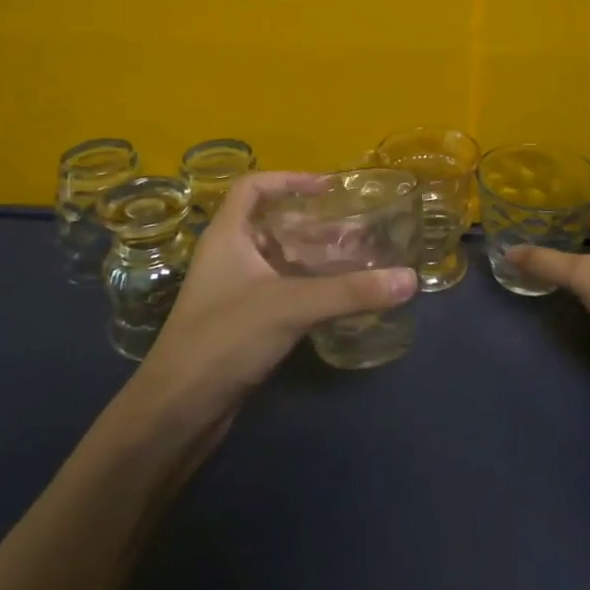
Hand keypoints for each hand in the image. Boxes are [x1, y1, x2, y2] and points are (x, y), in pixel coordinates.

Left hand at [133, 172, 417, 422]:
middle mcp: (230, 256)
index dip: (288, 179)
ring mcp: (236, 292)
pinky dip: (312, 288)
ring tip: (363, 260)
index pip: (252, 187)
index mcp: (228, 236)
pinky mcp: (245, 323)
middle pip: (276, 225)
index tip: (328, 188)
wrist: (179, 409)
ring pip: (282, 261)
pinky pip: (284, 292)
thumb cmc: (225, 338)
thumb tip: (410, 279)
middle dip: (318, 225)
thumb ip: (350, 292)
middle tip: (361, 230)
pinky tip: (343, 298)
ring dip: (319, 259)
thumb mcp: (291, 306)